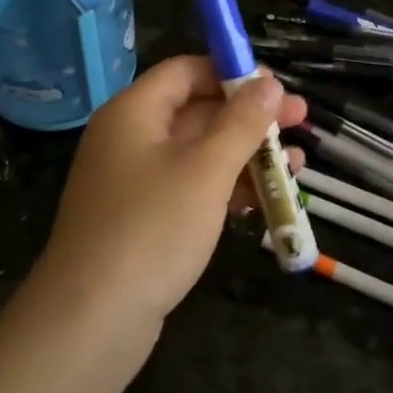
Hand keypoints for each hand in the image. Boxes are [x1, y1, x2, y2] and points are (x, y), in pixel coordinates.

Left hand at [35, 56, 306, 332]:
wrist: (91, 322)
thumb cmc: (151, 229)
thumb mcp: (206, 170)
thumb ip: (241, 123)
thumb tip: (269, 82)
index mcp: (134, 112)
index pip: (186, 71)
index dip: (232, 72)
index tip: (276, 86)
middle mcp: (130, 138)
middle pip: (197, 110)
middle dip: (250, 116)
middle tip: (300, 120)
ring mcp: (135, 181)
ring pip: (199, 152)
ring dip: (246, 154)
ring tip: (297, 164)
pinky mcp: (143, 219)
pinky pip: (191, 187)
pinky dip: (226, 187)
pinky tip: (267, 198)